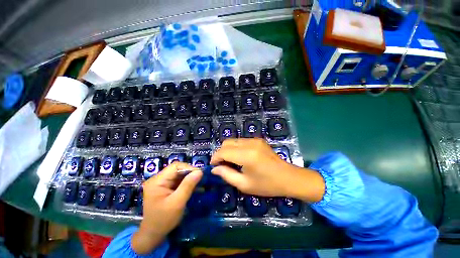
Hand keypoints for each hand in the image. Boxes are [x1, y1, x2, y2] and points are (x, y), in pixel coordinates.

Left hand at [132, 162, 201, 253]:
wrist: (153, 235)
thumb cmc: (163, 220)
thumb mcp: (177, 203)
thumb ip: (188, 185)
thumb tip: (200, 171)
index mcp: (157, 181)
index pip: (175, 166)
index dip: (188, 168)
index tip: (199, 174)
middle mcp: (157, 179)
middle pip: (177, 169)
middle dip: (189, 173)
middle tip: (200, 179)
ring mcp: (161, 183)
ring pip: (178, 175)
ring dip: (189, 178)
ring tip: (199, 183)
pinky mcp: (164, 188)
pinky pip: (177, 181)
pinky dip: (186, 183)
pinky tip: (193, 187)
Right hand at [211, 138, 324, 201]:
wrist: (288, 177)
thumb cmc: (267, 185)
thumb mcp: (245, 185)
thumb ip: (227, 175)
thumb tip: (214, 169)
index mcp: (246, 155)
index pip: (223, 151)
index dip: (215, 158)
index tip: (213, 166)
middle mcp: (250, 143)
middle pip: (226, 142)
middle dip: (220, 153)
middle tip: (222, 165)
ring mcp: (255, 140)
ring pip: (233, 141)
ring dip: (228, 150)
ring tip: (231, 162)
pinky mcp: (258, 139)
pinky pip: (241, 141)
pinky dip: (236, 148)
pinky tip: (240, 157)